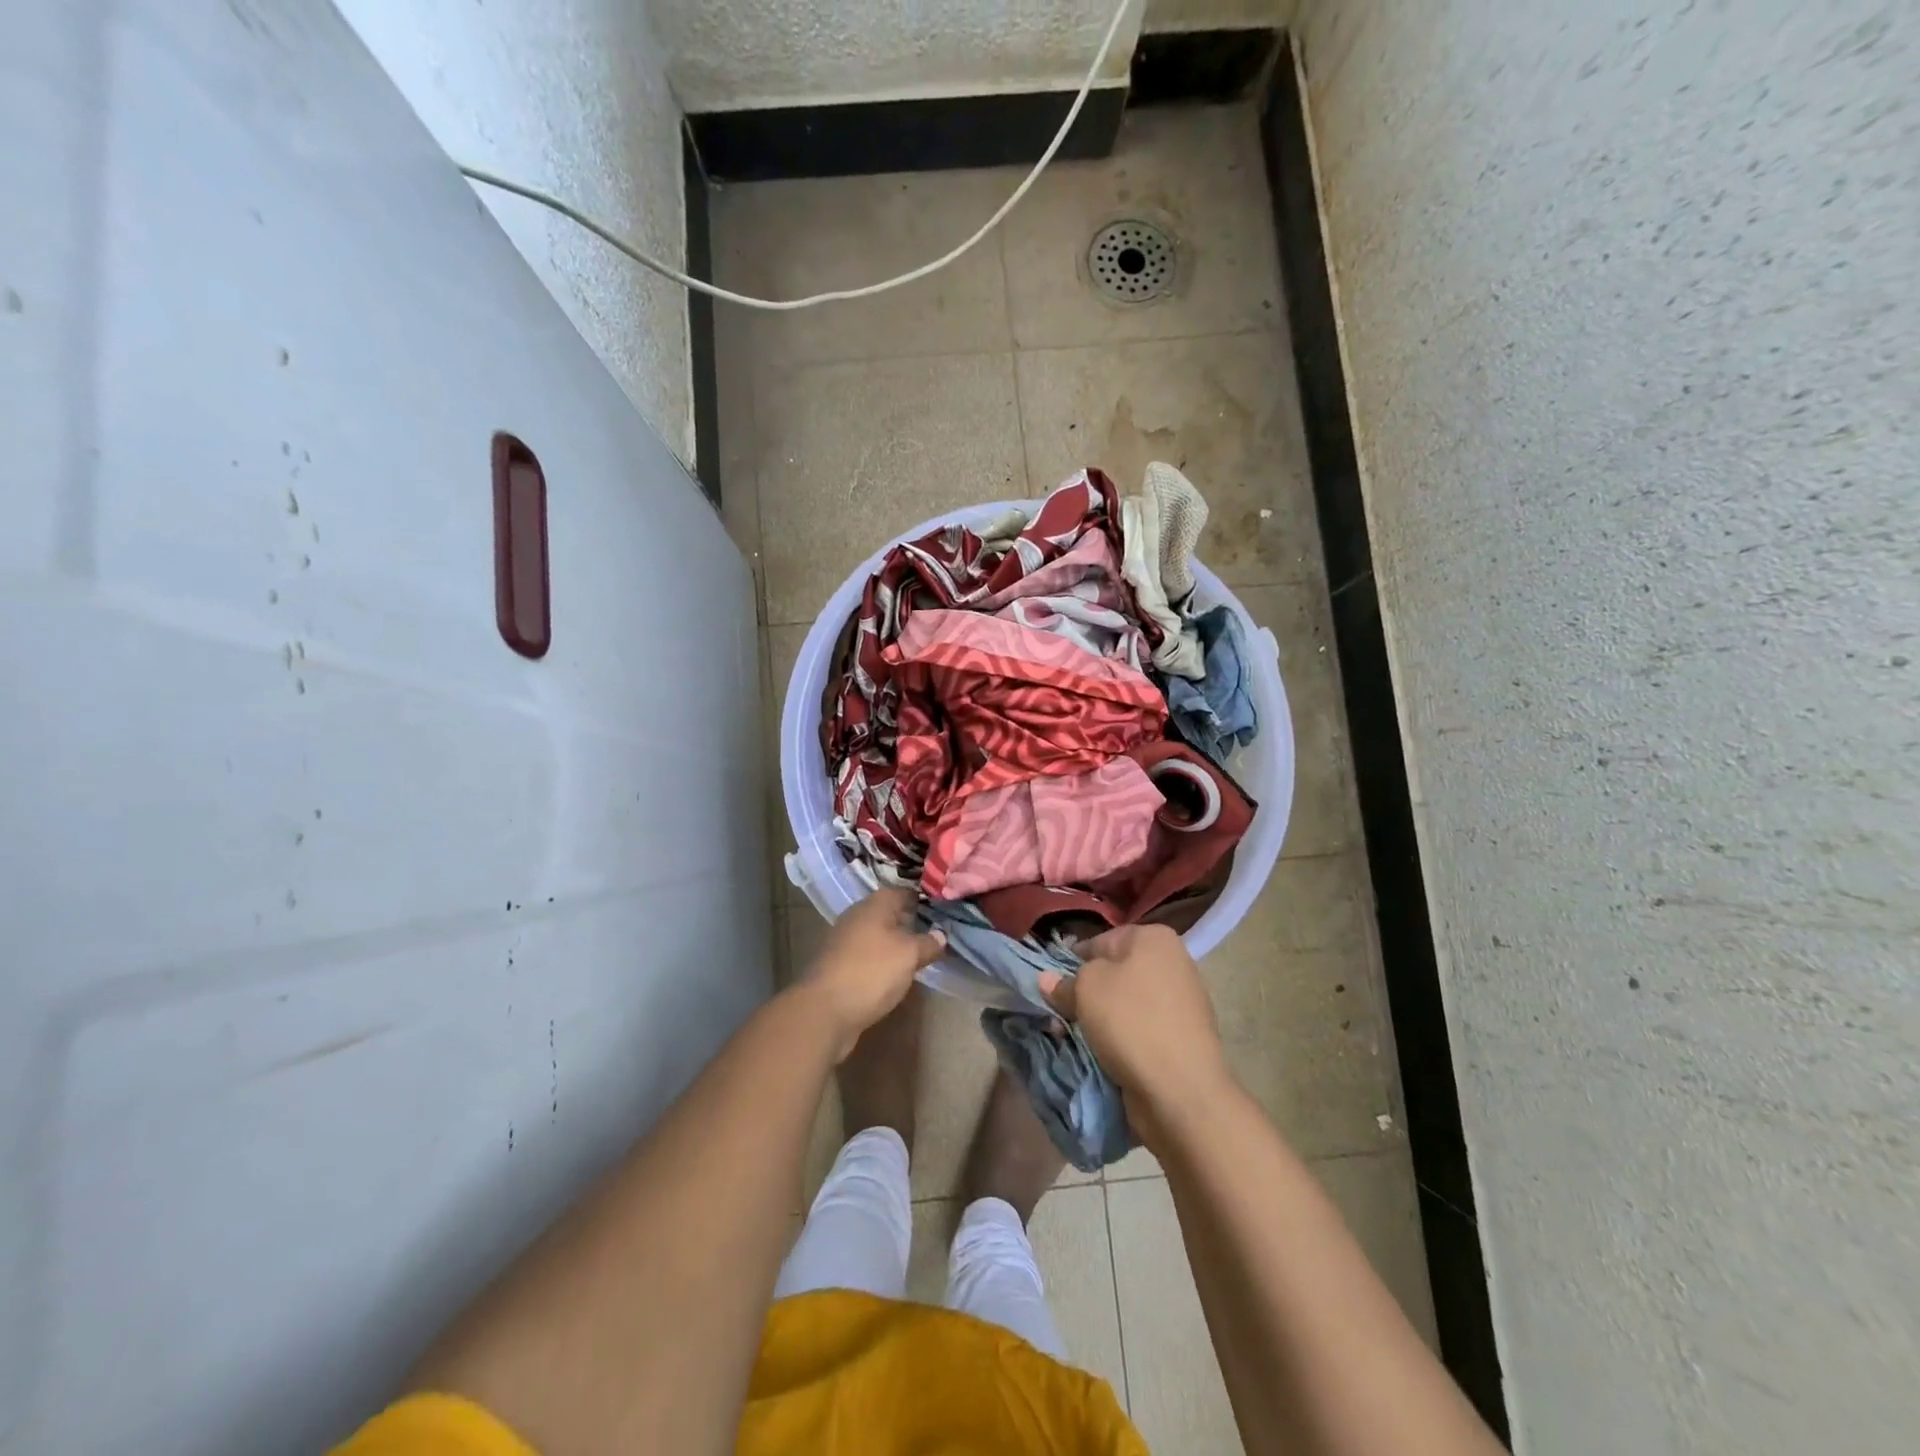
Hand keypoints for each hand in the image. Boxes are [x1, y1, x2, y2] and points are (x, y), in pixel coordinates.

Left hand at [800, 888, 944, 1058]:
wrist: (823, 1011)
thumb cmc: (871, 972)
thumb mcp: (909, 955)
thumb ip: (927, 943)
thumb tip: (941, 934)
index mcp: (874, 905)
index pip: (903, 892)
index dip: (923, 899)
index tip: (943, 909)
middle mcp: (856, 917)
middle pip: (888, 913)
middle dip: (910, 922)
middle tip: (935, 934)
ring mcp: (844, 942)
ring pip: (877, 935)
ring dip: (895, 944)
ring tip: (919, 955)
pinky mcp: (837, 966)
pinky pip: (867, 956)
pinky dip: (881, 961)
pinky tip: (894, 974)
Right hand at [1038, 924, 1233, 1143]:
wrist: (1181, 1090)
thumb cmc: (1131, 1021)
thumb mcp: (1085, 990)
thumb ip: (1065, 982)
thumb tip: (1048, 980)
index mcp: (1153, 938)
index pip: (1099, 941)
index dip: (1072, 963)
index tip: (1053, 987)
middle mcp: (1172, 963)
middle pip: (1113, 973)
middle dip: (1085, 995)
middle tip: (1060, 1016)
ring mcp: (1180, 1002)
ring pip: (1124, 1004)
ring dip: (1098, 1020)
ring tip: (1075, 1039)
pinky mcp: (1180, 1038)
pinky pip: (1139, 1030)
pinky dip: (1119, 1039)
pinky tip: (1100, 1055)